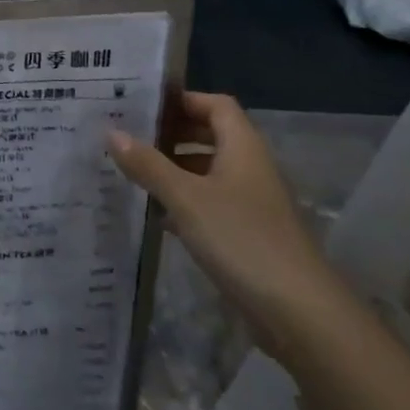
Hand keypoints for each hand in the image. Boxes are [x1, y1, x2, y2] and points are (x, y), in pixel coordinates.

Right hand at [108, 91, 358, 360]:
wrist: (297, 309)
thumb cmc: (241, 239)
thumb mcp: (186, 198)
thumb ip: (148, 165)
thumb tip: (112, 132)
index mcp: (242, 148)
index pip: (215, 105)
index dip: (182, 100)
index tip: (142, 105)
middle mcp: (249, 167)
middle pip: (210, 136)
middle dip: (171, 134)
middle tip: (127, 136)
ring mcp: (249, 202)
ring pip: (207, 171)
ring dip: (173, 169)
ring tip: (130, 171)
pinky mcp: (245, 233)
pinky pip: (208, 203)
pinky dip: (182, 201)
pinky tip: (153, 212)